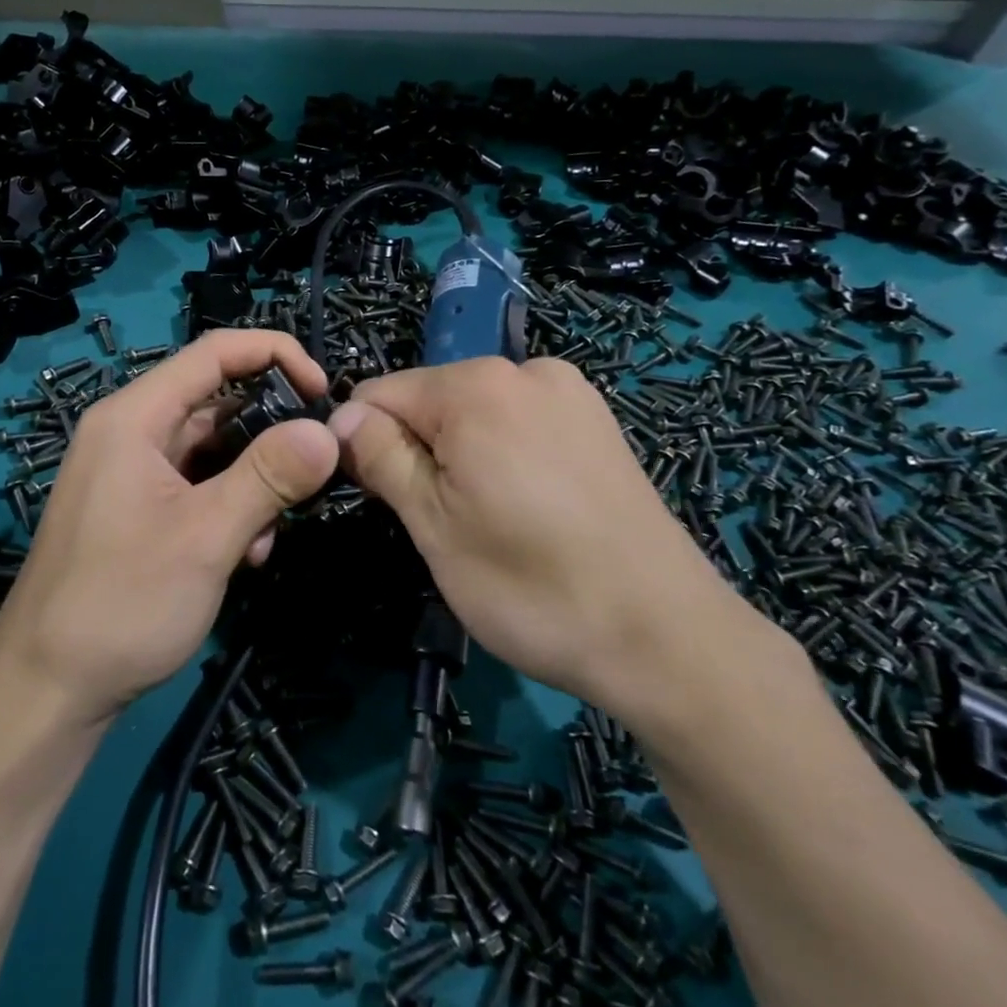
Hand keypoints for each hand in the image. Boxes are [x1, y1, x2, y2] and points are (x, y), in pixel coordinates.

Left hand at [0, 330, 339, 725]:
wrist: (47, 692)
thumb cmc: (122, 603)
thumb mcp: (207, 536)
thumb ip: (269, 475)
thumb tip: (327, 429)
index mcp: (134, 417)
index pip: (215, 352)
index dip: (276, 355)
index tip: (324, 392)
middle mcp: (130, 432)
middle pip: (217, 402)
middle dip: (270, 433)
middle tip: (313, 471)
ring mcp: (132, 473)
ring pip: (213, 450)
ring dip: (254, 482)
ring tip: (268, 535)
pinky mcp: (137, 510)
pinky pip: (197, 486)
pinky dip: (230, 508)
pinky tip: (244, 557)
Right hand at [328, 357, 778, 733]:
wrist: (666, 637)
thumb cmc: (532, 587)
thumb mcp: (434, 526)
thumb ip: (381, 457)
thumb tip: (340, 417)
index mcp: (475, 386)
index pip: (378, 394)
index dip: (363, 444)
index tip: (379, 499)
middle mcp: (524, 369)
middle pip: (429, 399)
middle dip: (417, 449)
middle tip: (442, 521)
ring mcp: (569, 392)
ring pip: (473, 412)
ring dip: (459, 454)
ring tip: (491, 520)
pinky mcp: (597, 421)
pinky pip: (519, 422)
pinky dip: (503, 454)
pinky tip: (529, 507)